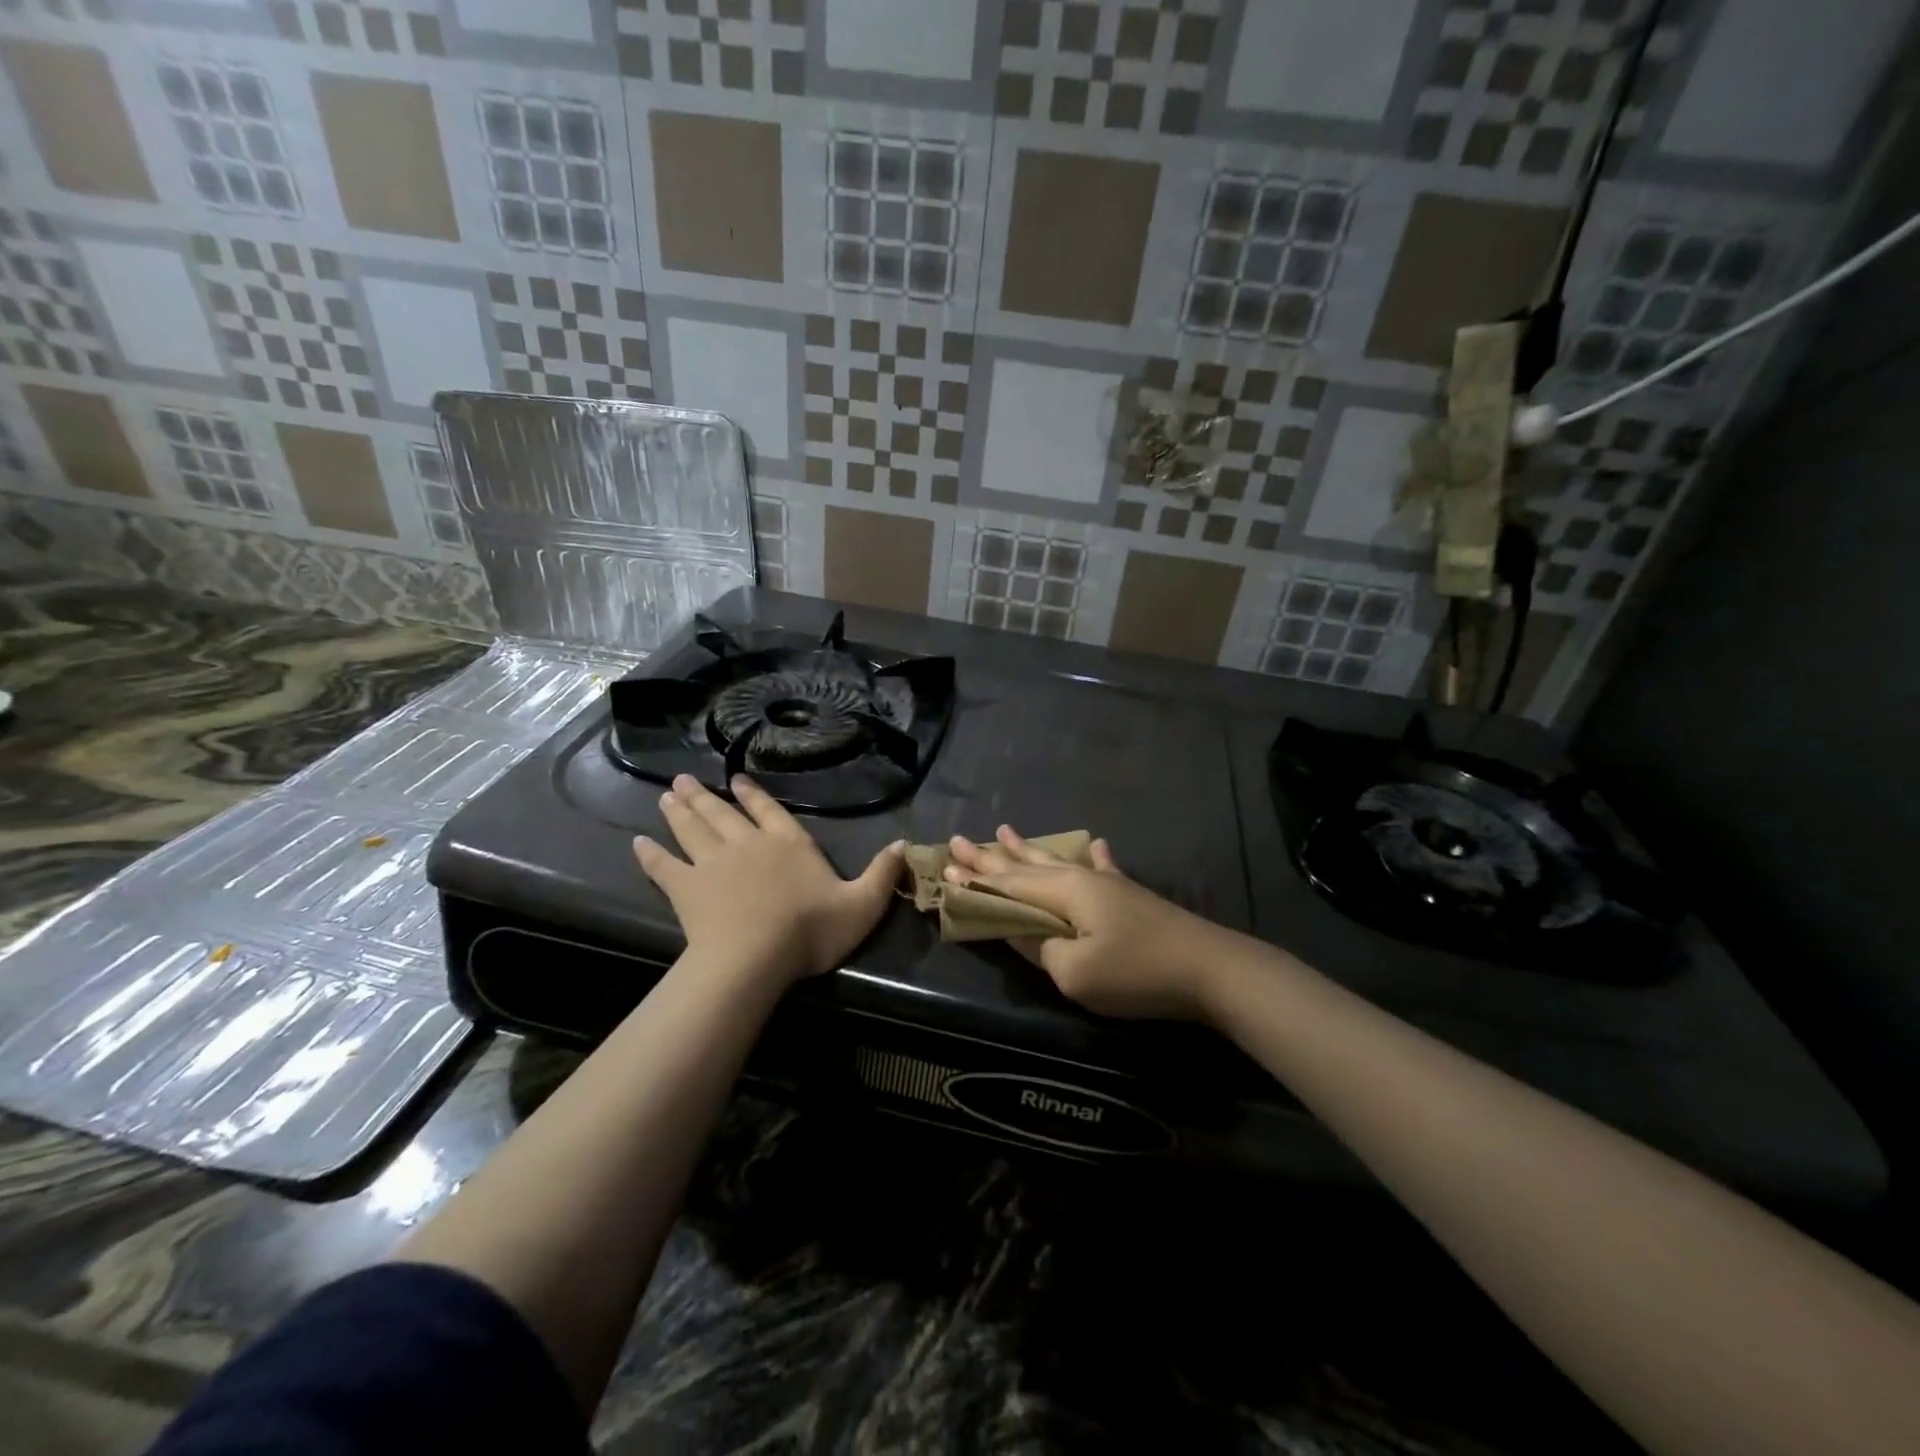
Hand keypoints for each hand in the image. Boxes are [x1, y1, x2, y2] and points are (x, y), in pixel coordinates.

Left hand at [634, 774, 903, 987]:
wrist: (754, 958)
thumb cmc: (810, 931)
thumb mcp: (862, 905)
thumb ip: (883, 874)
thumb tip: (904, 844)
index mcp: (788, 843)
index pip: (770, 811)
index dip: (753, 794)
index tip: (735, 779)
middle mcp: (748, 843)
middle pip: (722, 813)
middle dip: (704, 795)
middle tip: (683, 780)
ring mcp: (712, 863)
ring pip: (692, 829)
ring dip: (679, 811)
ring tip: (666, 795)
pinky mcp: (686, 888)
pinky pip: (664, 866)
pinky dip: (651, 855)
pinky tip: (638, 843)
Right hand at [943, 827, 1243, 1020]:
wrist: (1210, 969)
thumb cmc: (1137, 973)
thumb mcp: (1075, 972)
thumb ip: (1039, 947)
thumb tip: (1016, 928)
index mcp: (1063, 893)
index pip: (1007, 884)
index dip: (975, 880)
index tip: (944, 867)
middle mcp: (1080, 879)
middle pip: (1025, 866)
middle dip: (990, 856)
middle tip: (958, 839)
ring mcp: (1109, 885)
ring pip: (1056, 862)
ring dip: (1027, 849)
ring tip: (1005, 829)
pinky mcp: (1131, 897)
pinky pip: (1102, 868)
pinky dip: (1092, 856)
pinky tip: (1093, 842)